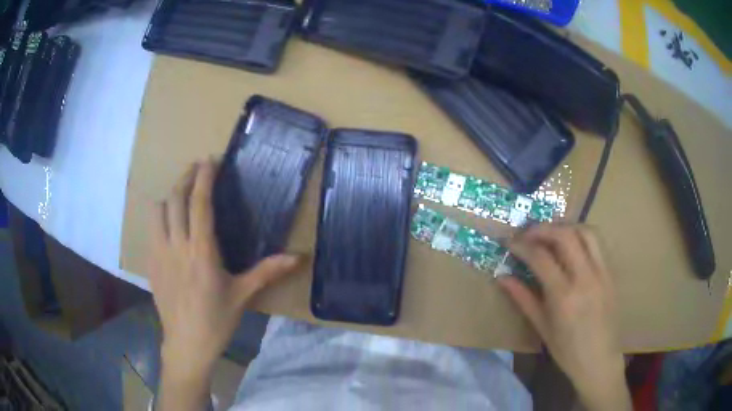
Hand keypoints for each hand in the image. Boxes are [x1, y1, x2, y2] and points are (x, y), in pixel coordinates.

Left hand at [149, 160, 302, 381]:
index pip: (199, 204)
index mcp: (201, 251)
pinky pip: (151, 229)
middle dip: (185, 178)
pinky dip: (160, 218)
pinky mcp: (150, 263)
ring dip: (169, 197)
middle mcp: (177, 246)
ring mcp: (159, 253)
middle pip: (175, 199)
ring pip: (157, 210)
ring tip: (180, 198)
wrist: (186, 344)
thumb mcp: (243, 295)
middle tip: (195, 168)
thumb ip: (268, 271)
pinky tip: (169, 227)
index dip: (204, 178)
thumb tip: (298, 257)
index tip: (209, 160)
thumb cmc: (216, 320)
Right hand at [498, 224, 630, 410]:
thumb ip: (523, 299)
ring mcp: (602, 272)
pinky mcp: (611, 272)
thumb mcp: (542, 327)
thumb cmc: (567, 350)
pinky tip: (572, 246)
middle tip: (527, 234)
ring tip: (550, 235)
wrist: (599, 360)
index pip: (541, 257)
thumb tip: (502, 277)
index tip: (510, 242)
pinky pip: (597, 243)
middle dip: (542, 228)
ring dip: (565, 227)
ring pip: (585, 231)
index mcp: (564, 296)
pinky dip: (581, 235)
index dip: (522, 245)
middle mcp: (585, 278)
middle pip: (565, 235)